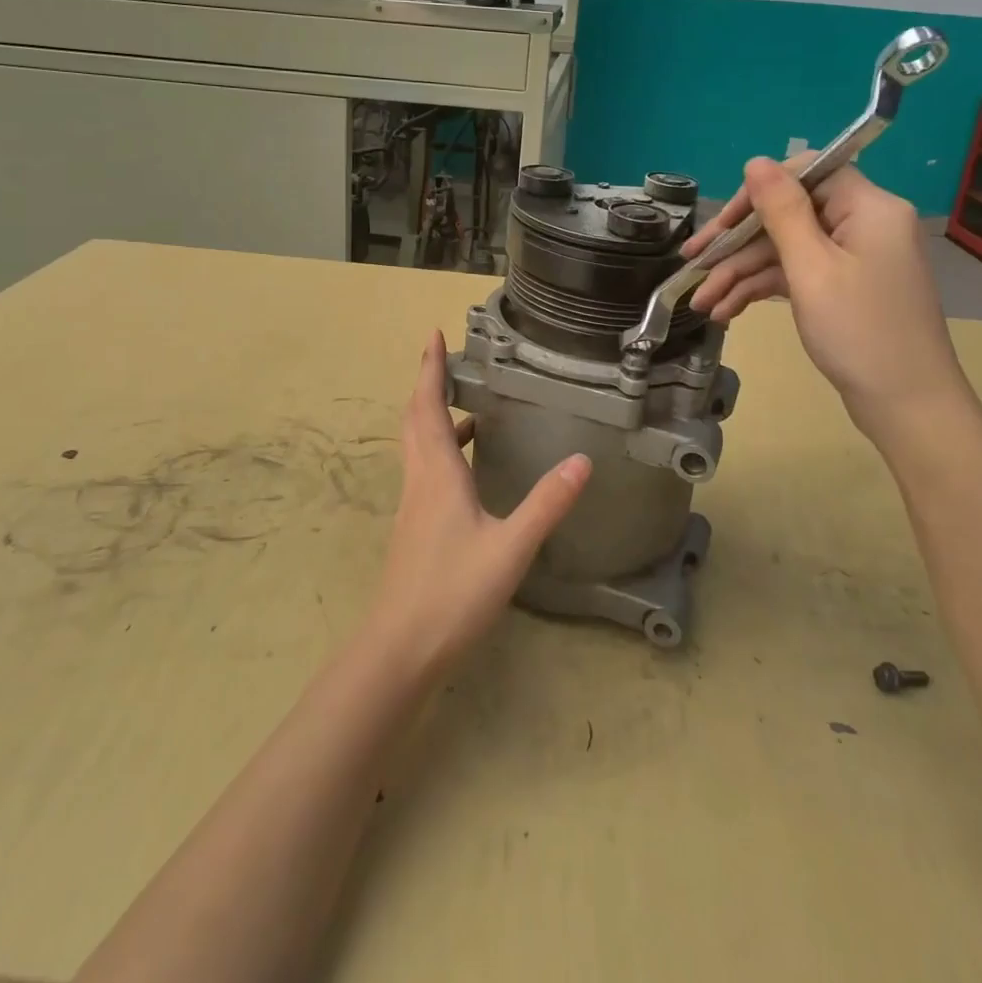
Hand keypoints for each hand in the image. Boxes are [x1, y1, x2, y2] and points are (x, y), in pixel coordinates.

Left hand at [363, 334, 591, 674]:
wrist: (400, 647)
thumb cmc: (452, 592)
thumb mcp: (510, 547)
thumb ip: (546, 503)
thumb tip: (582, 460)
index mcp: (437, 472)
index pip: (428, 405)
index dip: (429, 368)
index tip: (432, 335)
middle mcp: (420, 479)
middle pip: (416, 418)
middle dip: (427, 383)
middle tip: (445, 357)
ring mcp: (414, 504)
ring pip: (418, 444)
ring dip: (434, 415)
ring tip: (466, 403)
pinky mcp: (415, 526)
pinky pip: (425, 468)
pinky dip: (441, 448)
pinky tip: (466, 466)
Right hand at [684, 159, 966, 435]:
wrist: (907, 406)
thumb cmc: (860, 332)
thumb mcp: (811, 268)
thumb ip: (781, 211)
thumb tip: (755, 162)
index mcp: (868, 207)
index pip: (806, 174)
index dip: (759, 193)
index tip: (721, 224)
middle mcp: (862, 224)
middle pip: (788, 216)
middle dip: (736, 244)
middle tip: (691, 262)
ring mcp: (853, 258)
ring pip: (785, 251)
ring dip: (740, 275)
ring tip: (701, 304)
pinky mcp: (842, 288)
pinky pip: (795, 275)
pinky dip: (761, 291)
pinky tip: (726, 312)